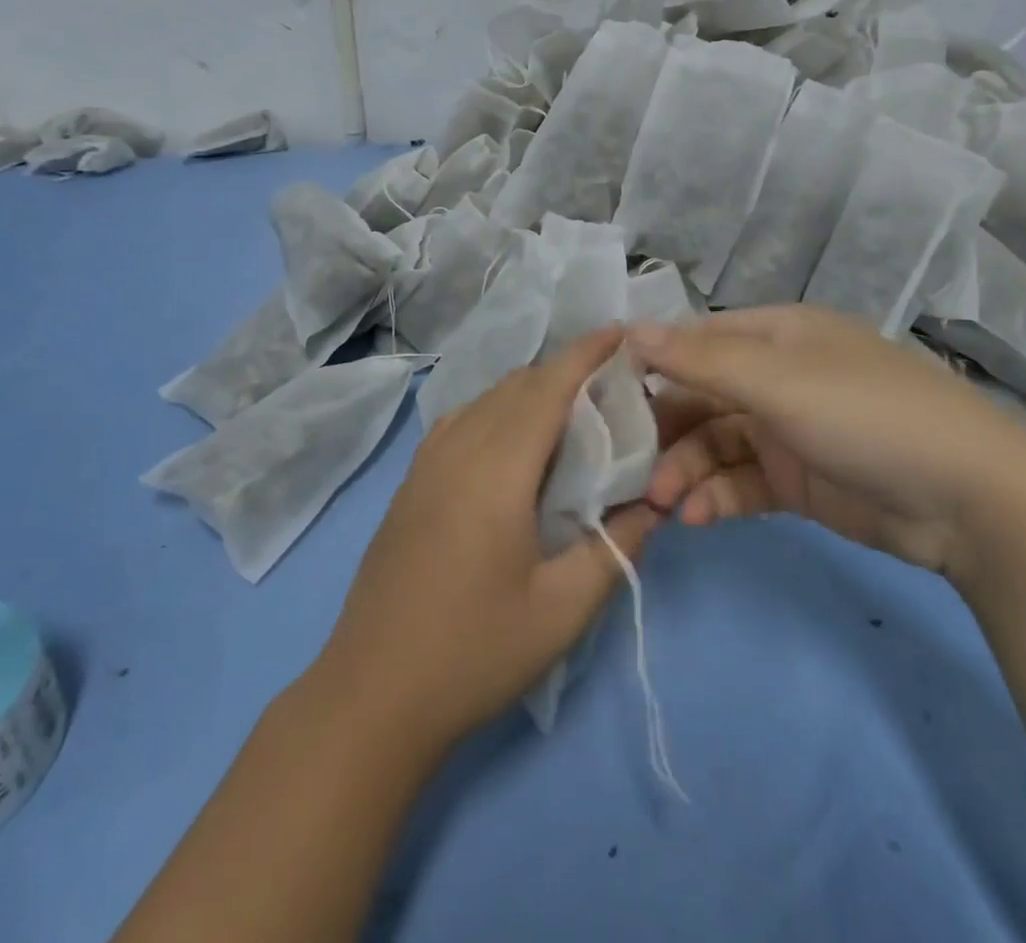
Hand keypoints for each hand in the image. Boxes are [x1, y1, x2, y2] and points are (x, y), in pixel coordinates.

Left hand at [314, 327, 658, 750]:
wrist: (372, 693)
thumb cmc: (474, 652)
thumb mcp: (562, 611)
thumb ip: (615, 549)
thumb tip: (653, 505)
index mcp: (496, 470)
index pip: (547, 388)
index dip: (585, 353)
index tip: (620, 332)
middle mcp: (458, 449)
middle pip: (517, 385)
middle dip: (565, 371)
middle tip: (611, 387)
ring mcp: (426, 463)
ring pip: (486, 398)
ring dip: (530, 390)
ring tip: (571, 412)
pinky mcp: (411, 482)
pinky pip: (462, 421)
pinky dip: (498, 410)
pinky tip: (513, 444)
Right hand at [632, 306, 1025, 576]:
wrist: (970, 498)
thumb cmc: (865, 414)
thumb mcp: (777, 380)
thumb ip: (700, 360)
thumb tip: (629, 330)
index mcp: (775, 335)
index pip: (696, 341)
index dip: (651, 364)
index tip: (604, 397)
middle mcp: (777, 376)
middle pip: (701, 397)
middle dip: (665, 431)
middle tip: (628, 467)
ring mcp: (788, 430)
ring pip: (716, 444)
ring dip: (687, 470)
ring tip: (662, 503)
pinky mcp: (798, 480)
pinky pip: (742, 482)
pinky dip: (717, 497)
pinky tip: (696, 517)